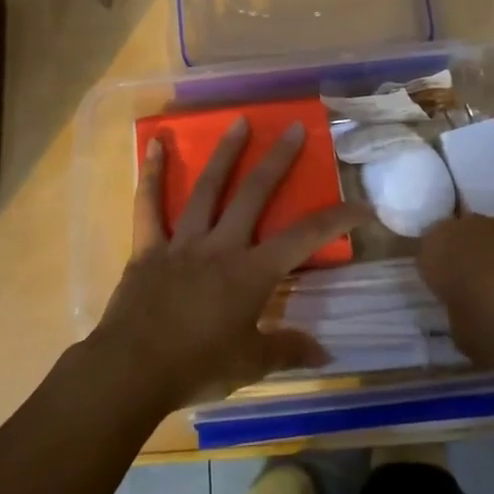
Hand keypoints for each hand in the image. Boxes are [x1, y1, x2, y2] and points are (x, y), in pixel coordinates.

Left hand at [92, 117, 367, 407]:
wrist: (132, 371)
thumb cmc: (197, 367)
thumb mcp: (251, 364)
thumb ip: (287, 350)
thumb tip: (325, 352)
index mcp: (251, 273)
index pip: (304, 238)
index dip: (336, 219)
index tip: (361, 205)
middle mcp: (220, 246)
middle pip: (255, 194)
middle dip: (278, 160)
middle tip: (294, 128)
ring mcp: (182, 242)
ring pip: (207, 188)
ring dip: (225, 153)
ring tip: (239, 122)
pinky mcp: (148, 247)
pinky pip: (149, 205)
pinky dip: (152, 174)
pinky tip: (153, 143)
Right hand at [418, 215, 493, 369]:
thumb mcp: (467, 343)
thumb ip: (457, 326)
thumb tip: (464, 319)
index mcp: (437, 249)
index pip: (425, 260)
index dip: (437, 284)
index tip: (451, 306)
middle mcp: (467, 227)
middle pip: (460, 245)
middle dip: (467, 269)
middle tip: (480, 304)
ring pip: (493, 245)